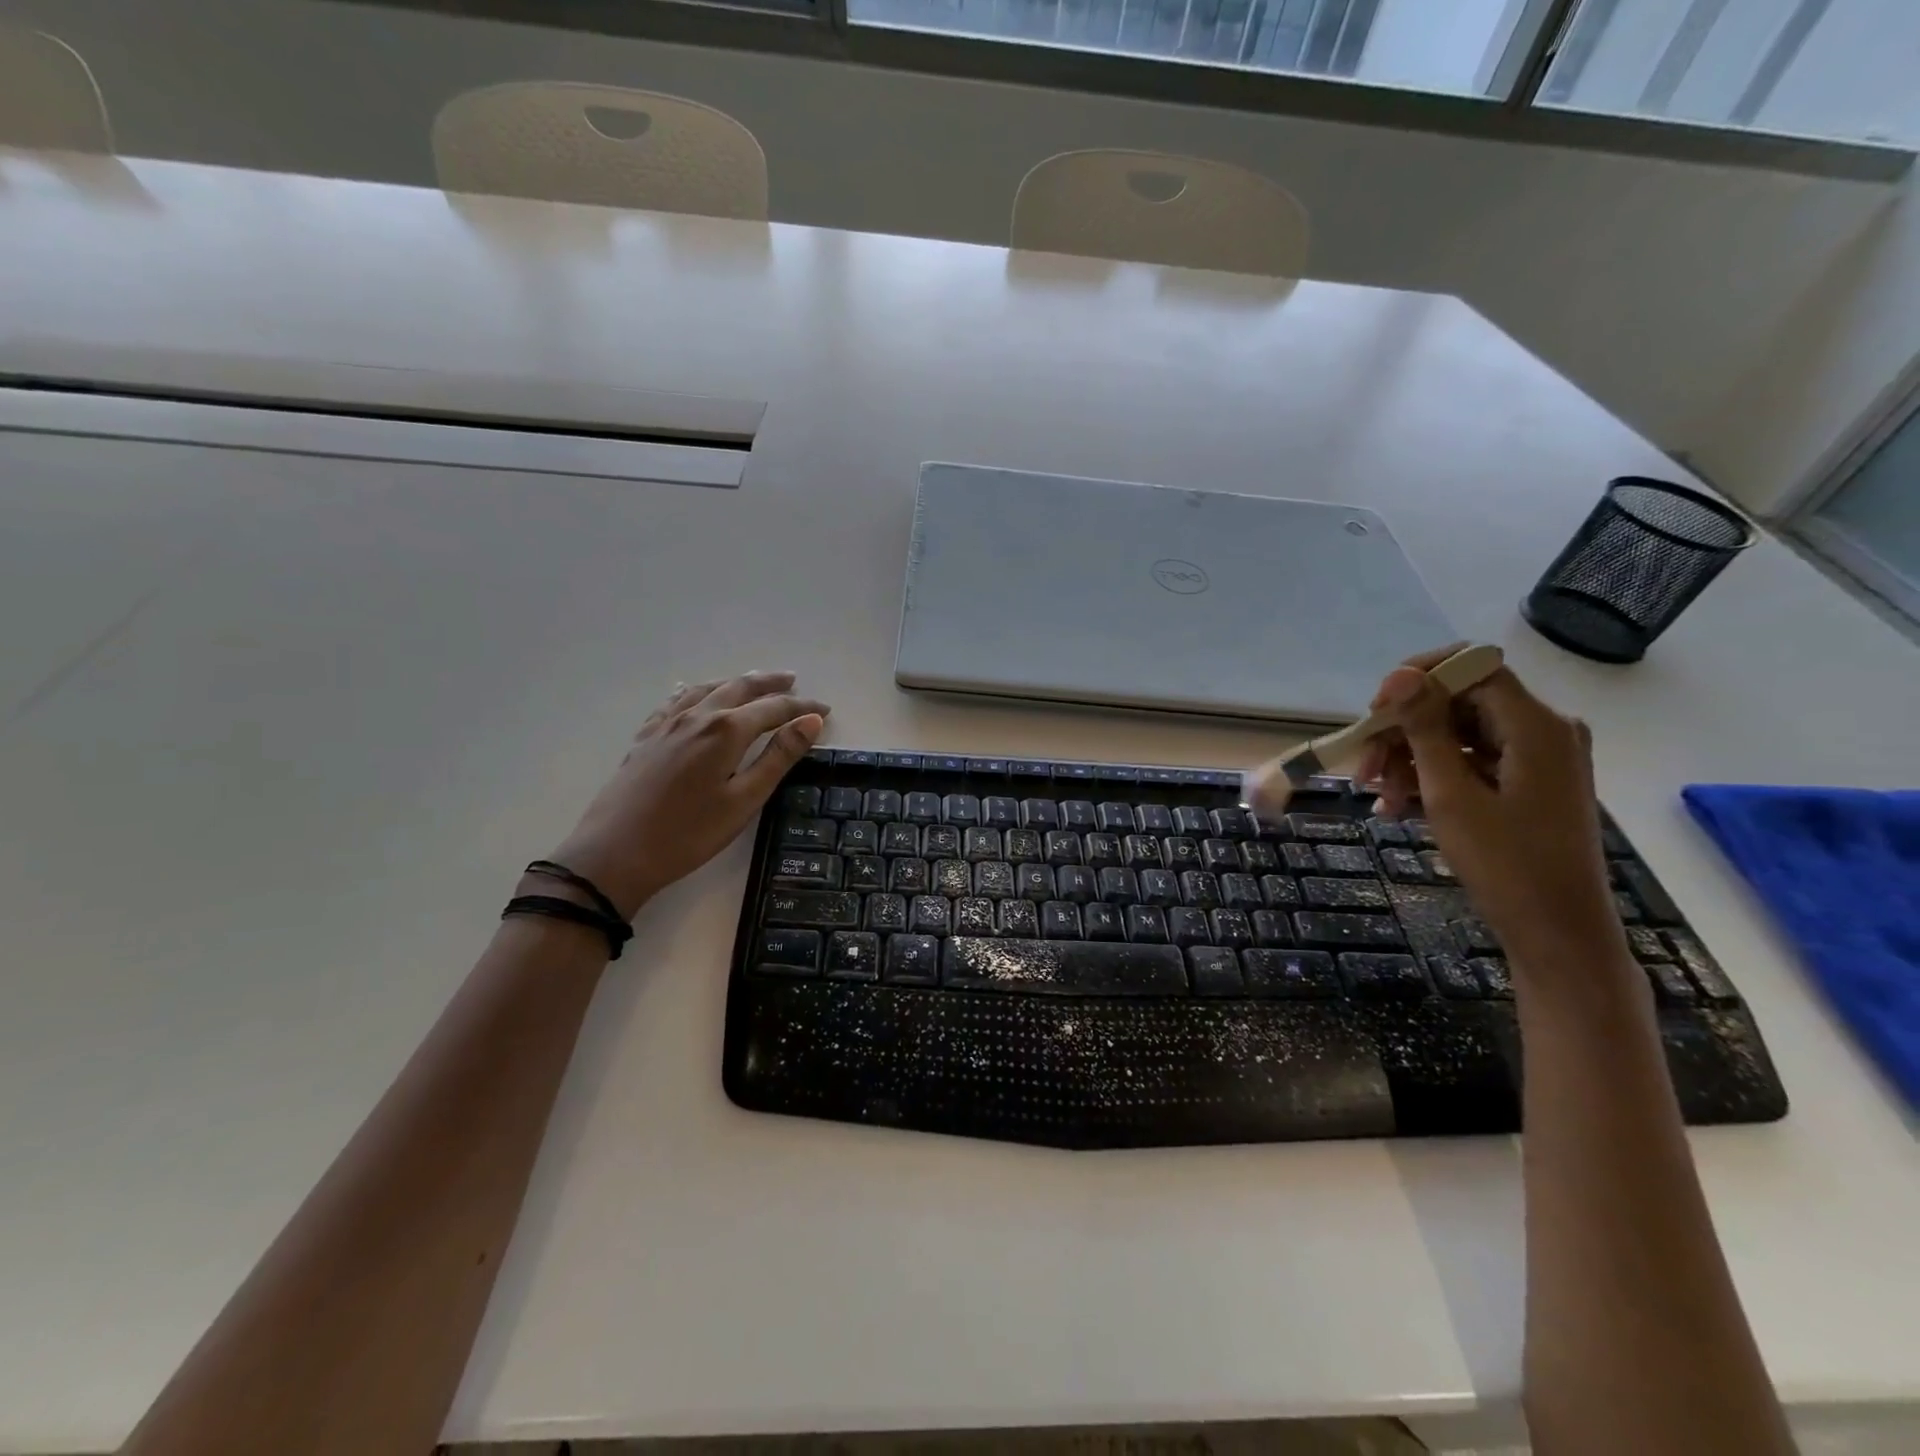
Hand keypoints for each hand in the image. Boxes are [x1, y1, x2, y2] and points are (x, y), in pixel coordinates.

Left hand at [546, 671, 829, 918]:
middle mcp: (698, 715)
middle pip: (740, 688)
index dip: (802, 707)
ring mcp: (667, 723)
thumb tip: (810, 722)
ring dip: (735, 683)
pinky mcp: (646, 737)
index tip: (824, 710)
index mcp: (726, 730)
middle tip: (793, 682)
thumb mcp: (745, 800)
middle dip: (770, 684)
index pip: (774, 708)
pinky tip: (696, 694)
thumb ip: (779, 757)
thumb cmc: (689, 833)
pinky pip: (677, 700)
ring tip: (753, 683)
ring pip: (708, 688)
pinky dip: (698, 691)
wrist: (614, 853)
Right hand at [1354, 649, 1625, 970]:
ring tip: (1379, 797)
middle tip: (1364, 767)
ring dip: (1409, 759)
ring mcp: (1536, 758)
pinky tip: (1397, 807)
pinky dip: (1431, 778)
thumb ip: (1425, 729)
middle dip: (1404, 730)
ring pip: (1457, 734)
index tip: (1374, 712)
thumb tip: (1398, 675)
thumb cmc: (1506, 864)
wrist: (1558, 933)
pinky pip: (1469, 761)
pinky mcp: (1526, 782)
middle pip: (1458, 703)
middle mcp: (1542, 730)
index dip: (1418, 679)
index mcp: (1535, 725)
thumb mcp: (1451, 794)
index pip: (1472, 667)